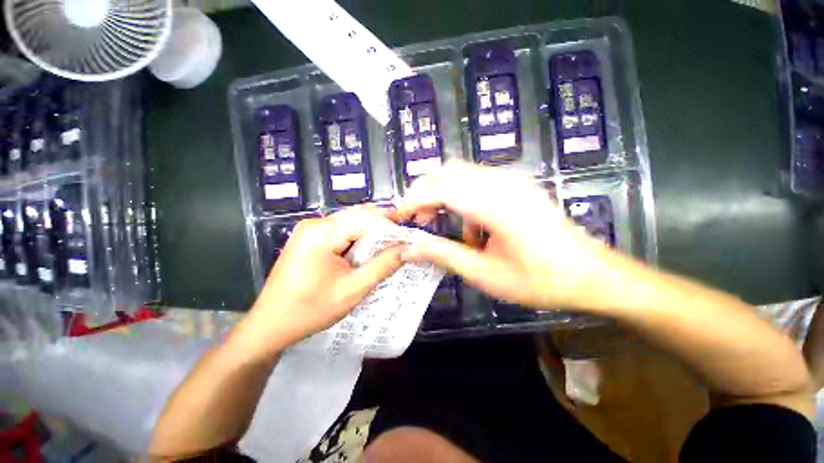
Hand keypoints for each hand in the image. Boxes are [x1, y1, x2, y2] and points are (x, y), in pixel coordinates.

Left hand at [238, 207, 404, 355]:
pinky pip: (341, 231)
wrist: (270, 325)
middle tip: (403, 240)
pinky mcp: (310, 238)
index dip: (389, 226)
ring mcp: (310, 230)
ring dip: (371, 233)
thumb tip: (406, 249)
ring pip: (351, 222)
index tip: (407, 238)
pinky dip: (358, 238)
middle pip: (358, 216)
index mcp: (321, 233)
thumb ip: (381, 267)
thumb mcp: (352, 291)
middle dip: (382, 227)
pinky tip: (367, 251)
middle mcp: (315, 224)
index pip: (365, 218)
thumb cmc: (310, 311)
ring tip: (390, 246)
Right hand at [395, 161, 613, 309]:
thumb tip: (408, 248)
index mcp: (497, 205)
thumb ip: (443, 255)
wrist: (591, 274)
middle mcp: (504, 183)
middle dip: (424, 192)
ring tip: (443, 225)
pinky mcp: (517, 185)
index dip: (413, 200)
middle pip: (448, 171)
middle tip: (417, 218)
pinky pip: (477, 182)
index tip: (397, 215)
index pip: (441, 189)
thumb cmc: (539, 280)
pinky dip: (462, 200)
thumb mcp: (484, 274)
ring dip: (442, 195)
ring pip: (461, 174)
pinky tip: (472, 228)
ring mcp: (512, 180)